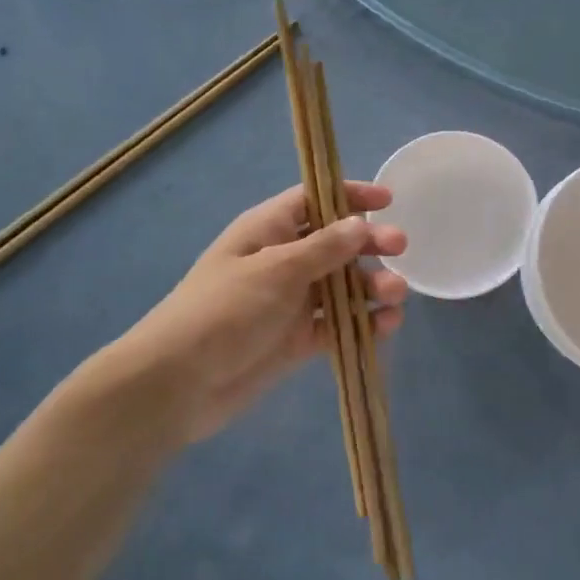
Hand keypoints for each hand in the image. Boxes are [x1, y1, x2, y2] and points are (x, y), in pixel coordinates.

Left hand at [87, 182, 407, 451]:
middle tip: (401, 248)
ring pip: (342, 286)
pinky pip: (339, 325)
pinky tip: (385, 327)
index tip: (389, 199)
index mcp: (267, 231)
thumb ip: (324, 247)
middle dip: (369, 243)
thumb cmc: (224, 311)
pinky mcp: (298, 339)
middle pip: (336, 243)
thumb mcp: (276, 270)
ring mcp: (291, 302)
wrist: (179, 384)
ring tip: (395, 296)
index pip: (314, 200)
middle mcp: (282, 261)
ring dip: (371, 287)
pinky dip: (363, 323)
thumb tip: (360, 224)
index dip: (350, 195)